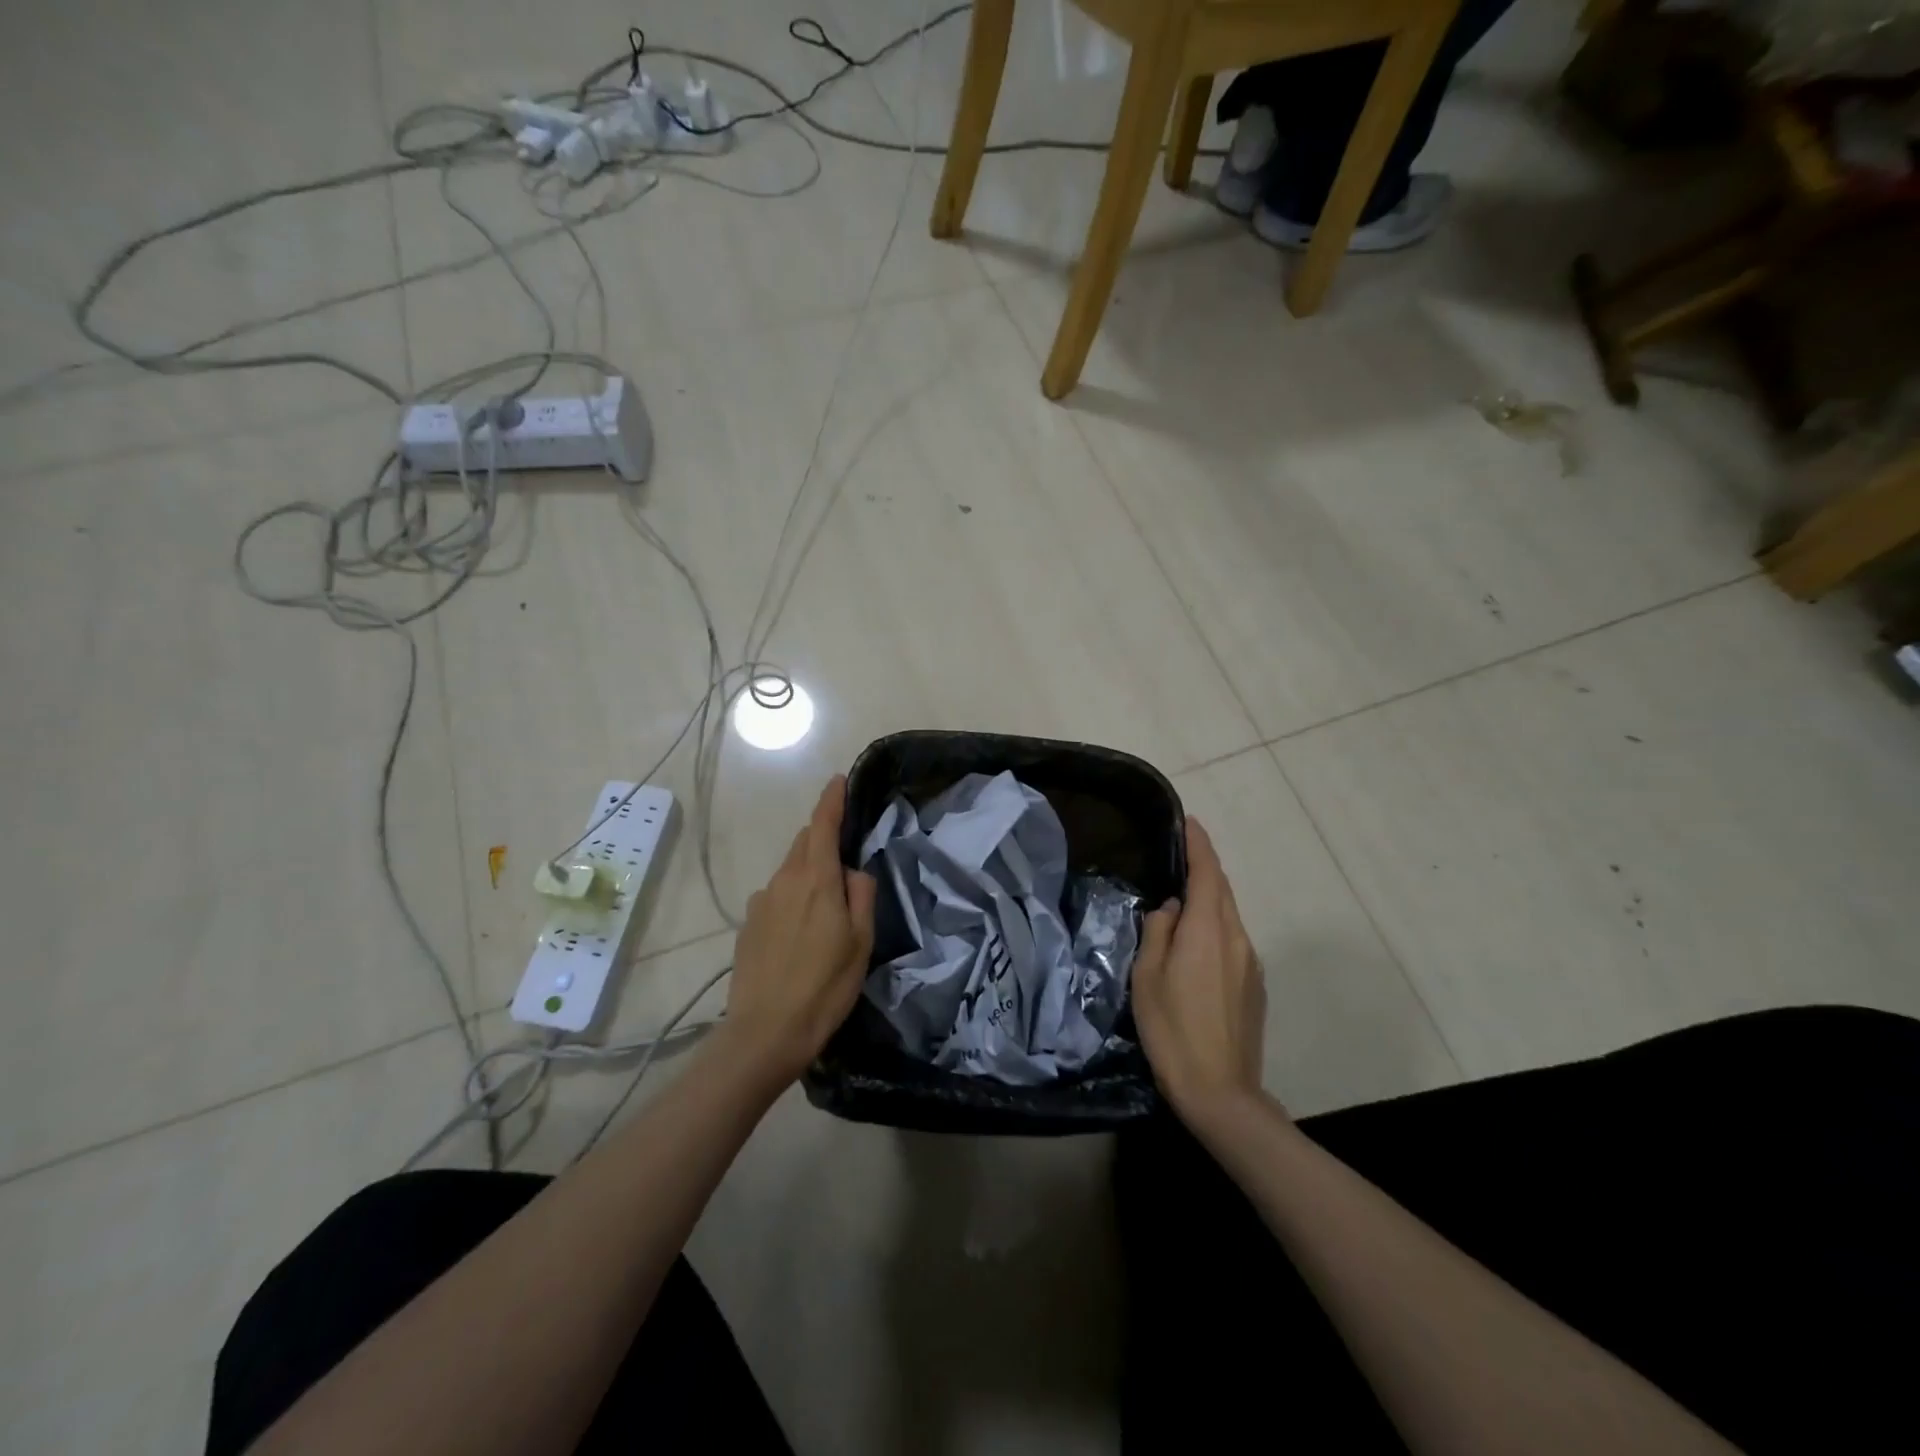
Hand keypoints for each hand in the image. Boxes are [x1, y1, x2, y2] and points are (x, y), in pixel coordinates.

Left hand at [720, 775, 876, 1086]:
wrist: (765, 1032)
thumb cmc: (825, 986)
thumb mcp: (861, 942)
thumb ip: (861, 895)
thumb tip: (852, 871)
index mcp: (815, 880)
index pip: (822, 825)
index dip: (831, 799)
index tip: (838, 780)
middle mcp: (783, 881)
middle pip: (804, 844)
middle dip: (823, 839)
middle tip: (846, 865)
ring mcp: (761, 903)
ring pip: (790, 871)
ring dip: (809, 873)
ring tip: (827, 911)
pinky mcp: (748, 925)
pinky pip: (776, 896)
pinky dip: (793, 898)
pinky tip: (801, 934)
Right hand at [1131, 818, 1267, 1121]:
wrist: (1220, 1091)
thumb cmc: (1172, 1029)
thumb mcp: (1147, 976)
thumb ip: (1158, 932)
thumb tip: (1171, 910)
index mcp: (1208, 930)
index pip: (1208, 873)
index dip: (1199, 845)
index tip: (1189, 822)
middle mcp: (1237, 938)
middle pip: (1223, 892)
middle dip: (1204, 870)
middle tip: (1180, 856)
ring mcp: (1250, 963)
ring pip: (1229, 918)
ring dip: (1209, 902)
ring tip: (1181, 903)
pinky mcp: (1255, 986)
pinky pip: (1233, 942)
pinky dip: (1215, 930)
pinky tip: (1195, 949)